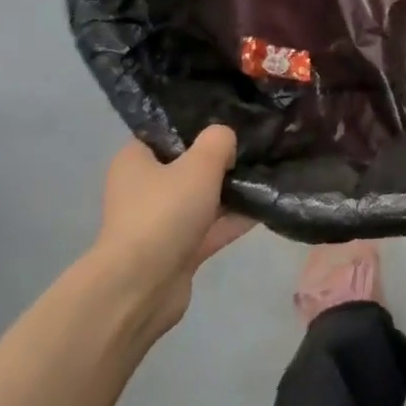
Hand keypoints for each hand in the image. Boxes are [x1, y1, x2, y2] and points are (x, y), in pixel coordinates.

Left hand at [91, 129, 253, 334]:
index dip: (197, 125)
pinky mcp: (179, 250)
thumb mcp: (199, 165)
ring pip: (203, 199)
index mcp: (135, 161)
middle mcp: (144, 189)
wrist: (143, 285)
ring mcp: (161, 222)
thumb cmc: (164, 212)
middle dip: (222, 160)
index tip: (231, 120)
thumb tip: (226, 139)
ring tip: (270, 174)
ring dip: (232, 192)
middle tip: (257, 147)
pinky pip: (212, 228)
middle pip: (188, 166)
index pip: (165, 133)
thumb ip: (218, 142)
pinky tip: (267, 208)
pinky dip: (234, 220)